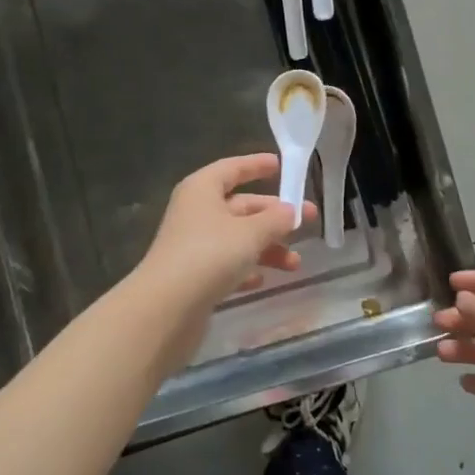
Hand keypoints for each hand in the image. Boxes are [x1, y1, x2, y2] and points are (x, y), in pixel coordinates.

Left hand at [134, 154, 314, 348]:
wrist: (166, 309)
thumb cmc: (209, 256)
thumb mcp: (250, 233)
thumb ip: (275, 219)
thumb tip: (291, 210)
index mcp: (202, 190)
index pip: (232, 169)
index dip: (256, 166)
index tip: (281, 165)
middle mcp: (196, 212)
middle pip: (240, 206)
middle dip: (274, 216)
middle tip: (308, 221)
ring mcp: (193, 245)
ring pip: (237, 238)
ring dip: (267, 247)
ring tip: (294, 264)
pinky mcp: (193, 276)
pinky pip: (227, 264)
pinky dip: (246, 268)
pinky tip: (262, 280)